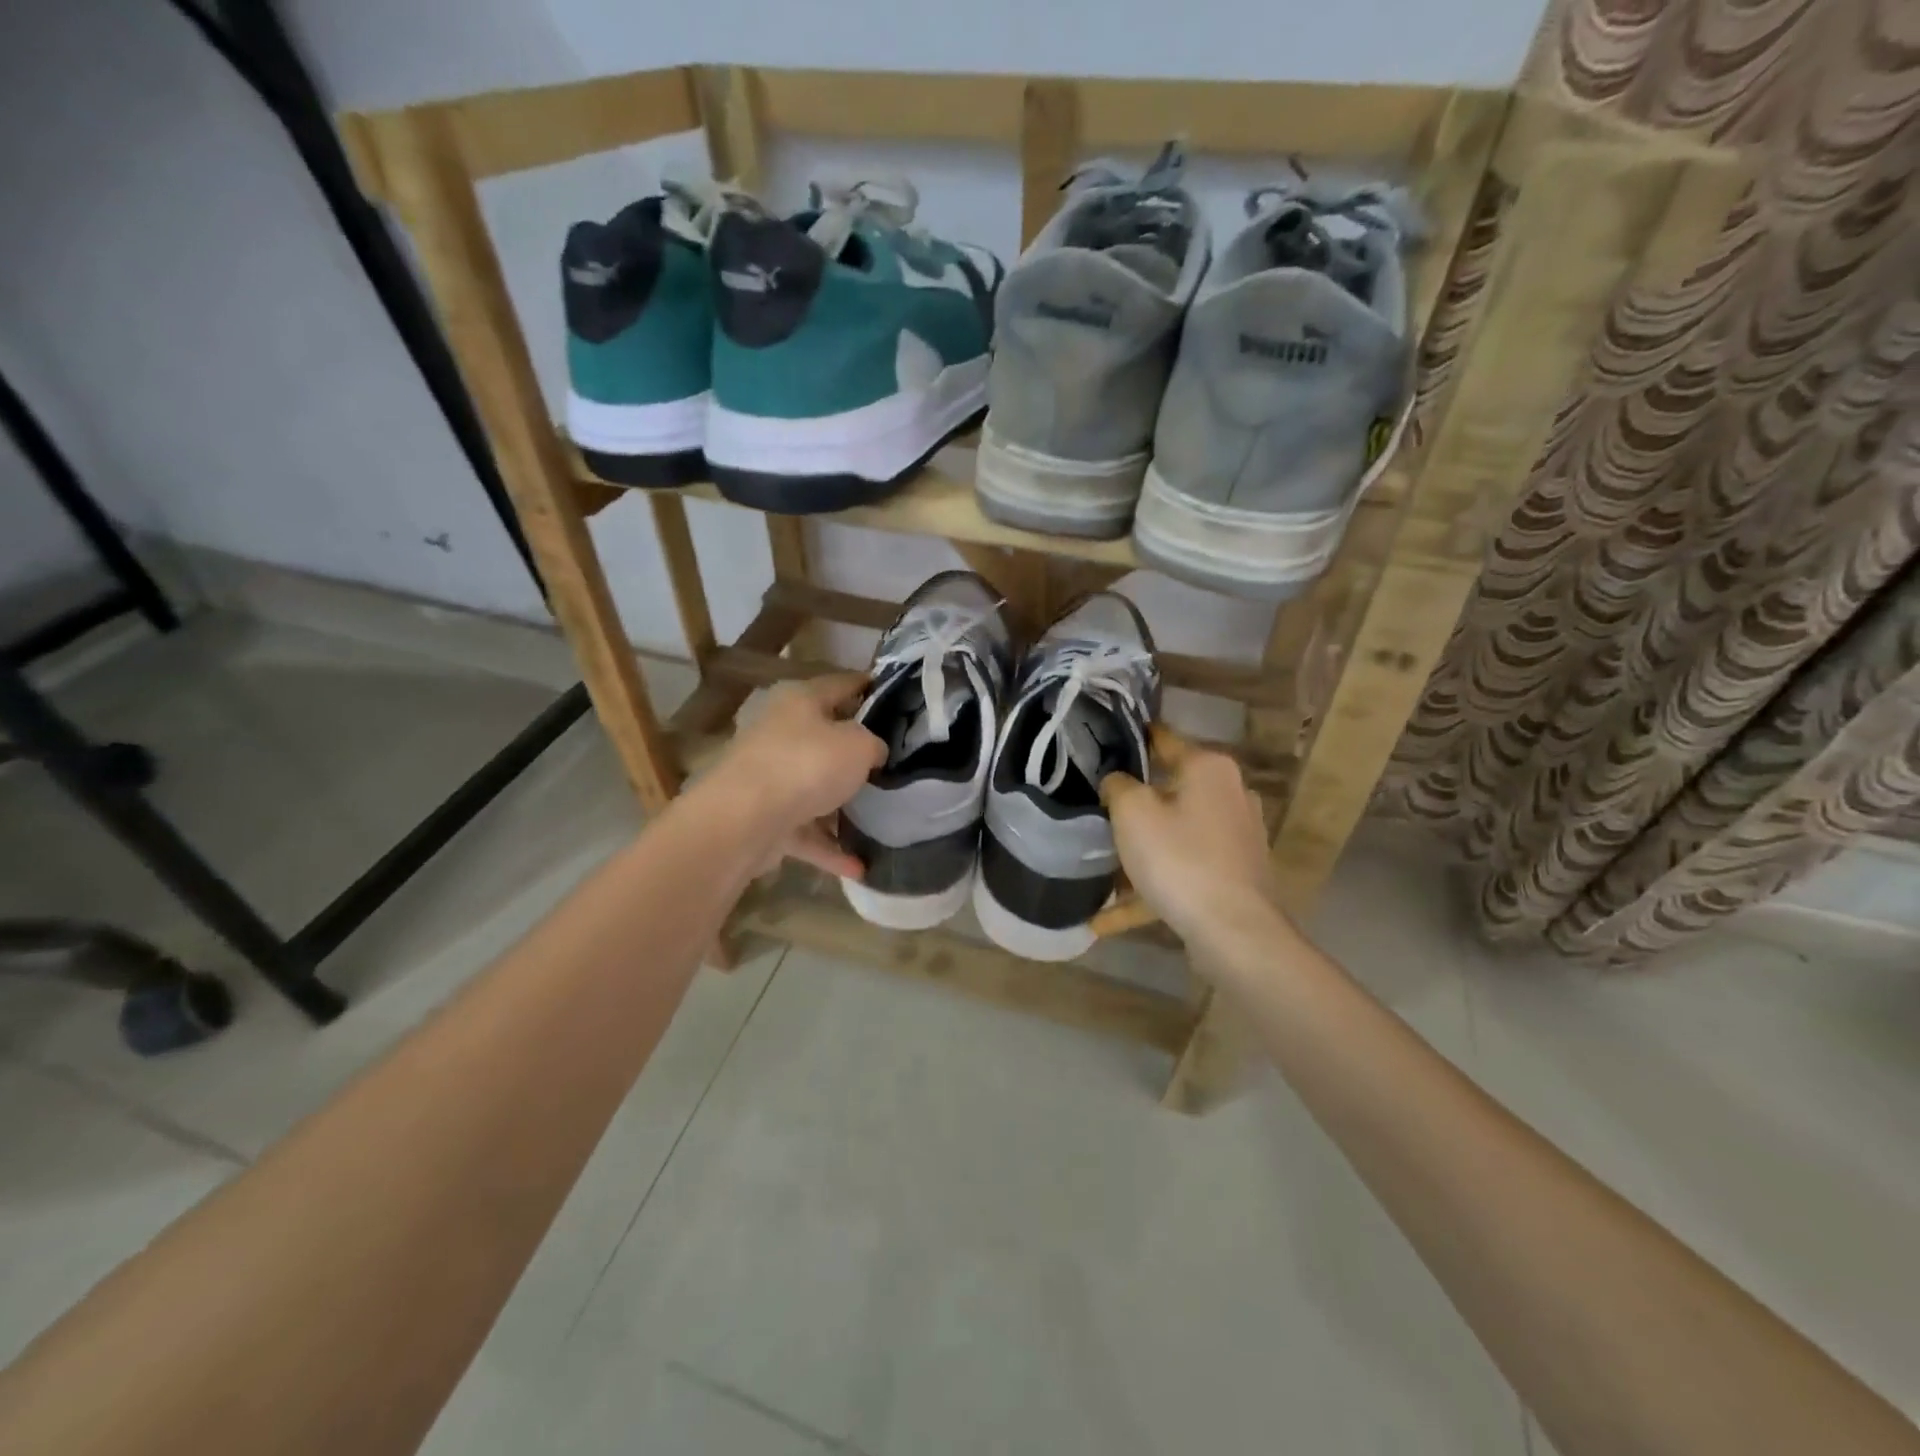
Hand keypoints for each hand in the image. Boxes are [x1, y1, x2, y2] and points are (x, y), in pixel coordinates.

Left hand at [715, 673, 885, 877]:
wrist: (744, 819)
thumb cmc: (806, 765)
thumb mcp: (858, 745)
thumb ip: (874, 744)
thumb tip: (873, 752)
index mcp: (801, 700)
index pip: (842, 684)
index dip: (869, 687)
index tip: (898, 698)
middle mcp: (781, 732)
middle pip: (826, 737)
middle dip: (856, 752)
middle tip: (894, 761)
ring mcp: (769, 776)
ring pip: (814, 787)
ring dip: (842, 805)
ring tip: (879, 817)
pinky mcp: (765, 817)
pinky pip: (806, 831)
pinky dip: (830, 847)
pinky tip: (859, 867)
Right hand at [1101, 729, 1285, 953]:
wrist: (1234, 931)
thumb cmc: (1180, 859)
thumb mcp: (1132, 812)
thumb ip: (1118, 785)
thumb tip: (1118, 781)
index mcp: (1209, 768)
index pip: (1164, 738)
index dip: (1132, 738)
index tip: (1103, 743)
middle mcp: (1230, 793)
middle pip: (1171, 788)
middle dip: (1135, 802)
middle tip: (1098, 809)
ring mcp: (1237, 835)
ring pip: (1176, 833)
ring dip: (1142, 849)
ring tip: (1103, 866)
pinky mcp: (1235, 872)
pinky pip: (1183, 869)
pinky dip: (1151, 886)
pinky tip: (1108, 917)